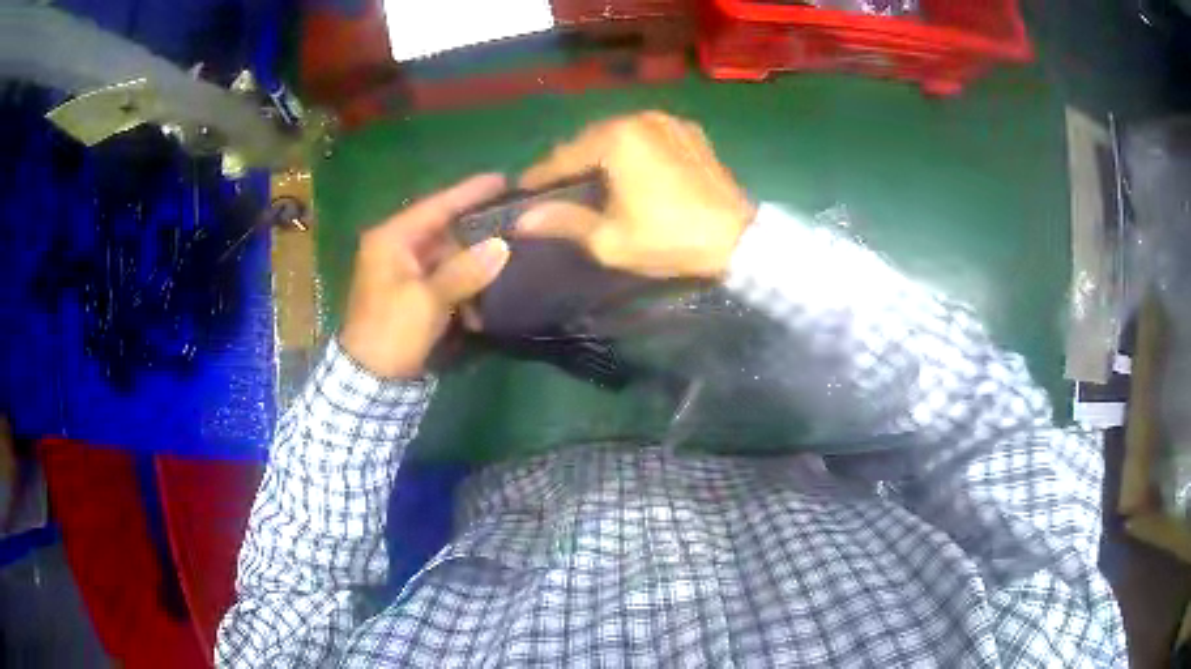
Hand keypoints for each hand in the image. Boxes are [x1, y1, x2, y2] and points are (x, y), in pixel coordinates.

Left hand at [339, 174, 510, 378]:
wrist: (370, 380)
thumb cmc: (392, 331)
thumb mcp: (427, 299)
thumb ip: (465, 270)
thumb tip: (502, 246)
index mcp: (391, 239)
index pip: (436, 206)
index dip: (469, 192)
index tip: (502, 179)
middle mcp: (397, 248)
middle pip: (444, 230)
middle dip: (478, 231)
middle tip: (514, 221)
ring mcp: (405, 272)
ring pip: (448, 255)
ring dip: (474, 265)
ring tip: (508, 260)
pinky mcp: (414, 294)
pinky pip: (445, 278)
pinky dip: (465, 286)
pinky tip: (485, 298)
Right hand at [517, 112, 753, 278]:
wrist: (738, 238)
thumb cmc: (669, 239)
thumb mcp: (611, 240)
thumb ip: (565, 222)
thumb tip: (524, 220)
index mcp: (616, 138)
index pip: (564, 156)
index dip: (541, 176)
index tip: (523, 192)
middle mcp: (640, 118)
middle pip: (590, 139)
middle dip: (572, 163)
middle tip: (558, 189)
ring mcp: (668, 121)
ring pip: (619, 134)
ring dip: (601, 154)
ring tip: (592, 180)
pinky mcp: (689, 131)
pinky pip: (647, 135)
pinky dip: (632, 149)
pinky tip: (631, 170)